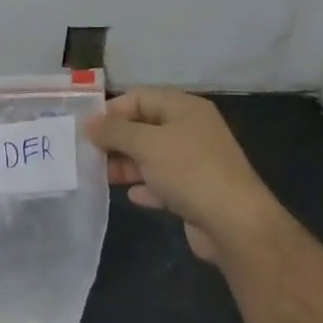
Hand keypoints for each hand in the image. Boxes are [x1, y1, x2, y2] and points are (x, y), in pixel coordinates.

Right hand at [84, 88, 279, 261]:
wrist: (236, 225)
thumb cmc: (189, 172)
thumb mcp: (146, 144)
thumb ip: (114, 131)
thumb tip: (89, 123)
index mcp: (185, 109)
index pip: (140, 97)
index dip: (112, 110)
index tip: (86, 128)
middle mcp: (191, 131)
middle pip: (144, 127)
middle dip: (116, 139)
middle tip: (87, 152)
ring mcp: (195, 163)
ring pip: (151, 156)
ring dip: (126, 164)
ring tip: (100, 175)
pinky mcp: (195, 192)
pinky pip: (162, 183)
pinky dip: (146, 186)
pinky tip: (132, 195)